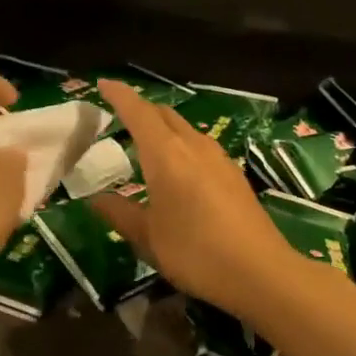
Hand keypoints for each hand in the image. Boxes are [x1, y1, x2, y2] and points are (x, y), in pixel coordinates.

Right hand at [91, 80, 308, 324]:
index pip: (138, 111)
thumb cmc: (195, 252)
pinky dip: (181, 146)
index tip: (102, 84)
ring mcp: (219, 158)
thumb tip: (95, 199)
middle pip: (164, 114)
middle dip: (141, 109)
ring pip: (185, 129)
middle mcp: (194, 146)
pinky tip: (178, 170)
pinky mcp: (234, 174)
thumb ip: (120, 213)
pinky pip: (200, 147)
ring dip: (163, 129)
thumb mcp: (148, 238)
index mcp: (166, 154)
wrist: (259, 271)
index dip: (119, 95)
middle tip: (118, 118)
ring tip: (145, 145)